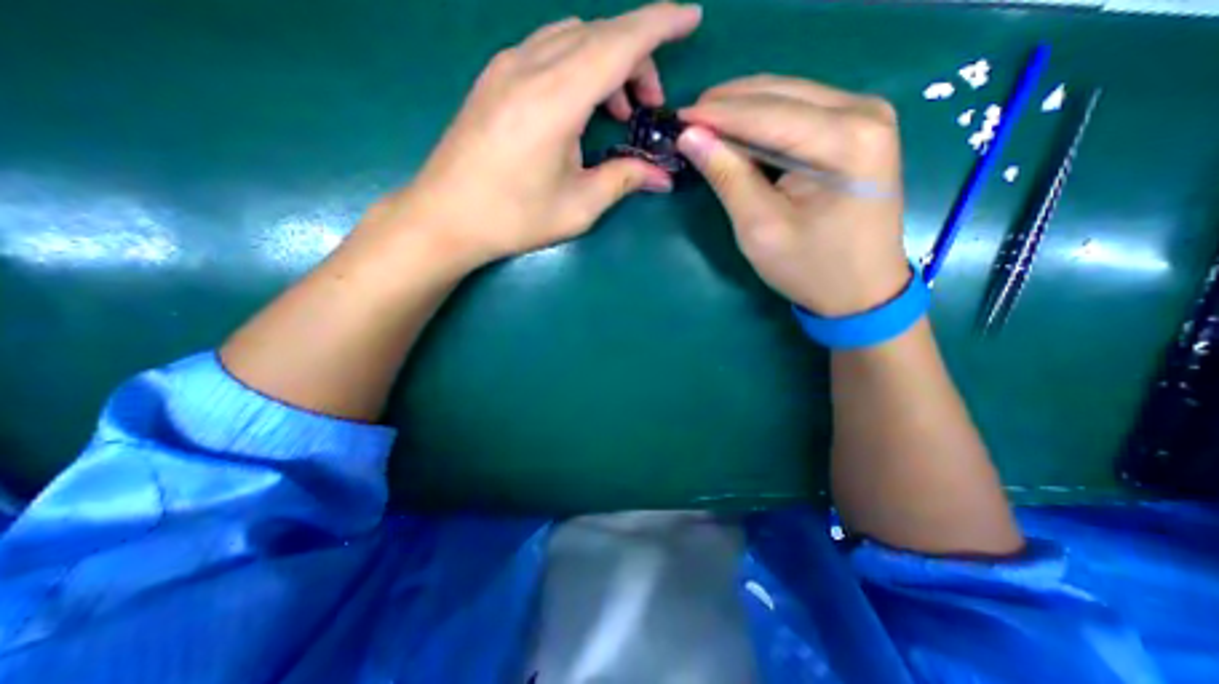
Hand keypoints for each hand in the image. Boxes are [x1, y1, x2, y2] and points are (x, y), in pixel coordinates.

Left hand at [361, 2, 699, 268]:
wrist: (445, 217)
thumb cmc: (513, 218)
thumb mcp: (578, 207)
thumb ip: (623, 180)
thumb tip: (661, 177)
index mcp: (555, 100)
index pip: (618, 43)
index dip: (660, 25)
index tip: (691, 18)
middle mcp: (529, 68)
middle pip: (598, 35)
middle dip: (637, 58)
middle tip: (648, 106)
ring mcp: (505, 68)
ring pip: (571, 37)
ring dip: (605, 62)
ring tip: (615, 112)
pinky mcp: (493, 79)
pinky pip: (547, 50)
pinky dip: (577, 66)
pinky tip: (579, 106)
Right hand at [682, 75, 908, 315]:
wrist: (861, 291)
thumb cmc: (810, 268)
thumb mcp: (760, 228)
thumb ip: (727, 177)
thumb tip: (691, 137)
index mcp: (847, 140)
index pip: (767, 114)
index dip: (716, 114)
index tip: (676, 118)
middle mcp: (864, 112)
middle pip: (780, 95)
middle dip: (728, 105)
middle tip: (687, 121)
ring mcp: (865, 117)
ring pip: (789, 97)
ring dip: (743, 110)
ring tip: (704, 125)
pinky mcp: (858, 131)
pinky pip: (800, 113)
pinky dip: (763, 121)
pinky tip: (737, 133)